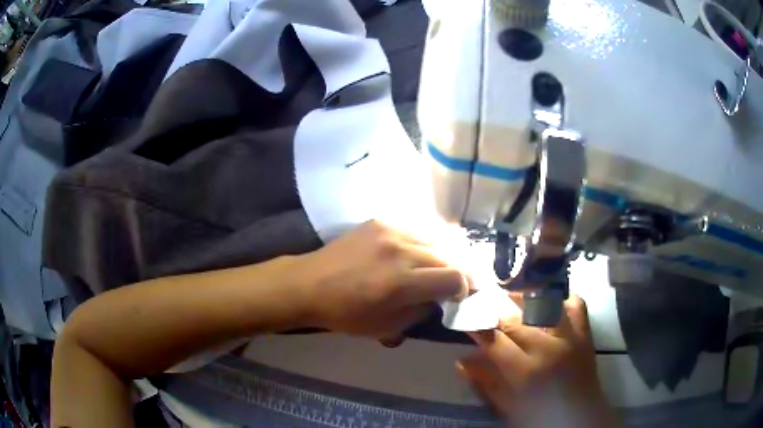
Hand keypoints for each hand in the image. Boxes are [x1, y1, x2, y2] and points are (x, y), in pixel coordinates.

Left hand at [296, 220, 469, 338]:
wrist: (310, 284)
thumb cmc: (346, 313)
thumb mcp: (388, 327)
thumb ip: (422, 310)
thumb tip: (441, 296)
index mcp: (401, 282)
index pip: (454, 277)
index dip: (466, 288)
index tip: (464, 295)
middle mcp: (401, 250)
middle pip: (450, 255)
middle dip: (464, 270)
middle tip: (465, 281)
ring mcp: (391, 230)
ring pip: (437, 237)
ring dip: (449, 253)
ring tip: (451, 264)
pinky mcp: (381, 220)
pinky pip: (417, 227)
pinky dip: (430, 240)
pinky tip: (428, 249)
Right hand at [458, 294, 618, 427]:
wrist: (579, 418)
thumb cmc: (538, 418)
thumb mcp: (506, 407)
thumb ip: (484, 382)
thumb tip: (462, 360)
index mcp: (525, 371)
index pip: (494, 340)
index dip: (478, 327)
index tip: (467, 317)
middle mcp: (548, 347)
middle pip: (515, 320)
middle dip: (496, 313)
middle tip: (486, 308)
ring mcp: (569, 336)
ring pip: (543, 305)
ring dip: (524, 299)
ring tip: (512, 296)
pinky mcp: (585, 333)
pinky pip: (575, 304)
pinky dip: (560, 299)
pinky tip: (547, 301)